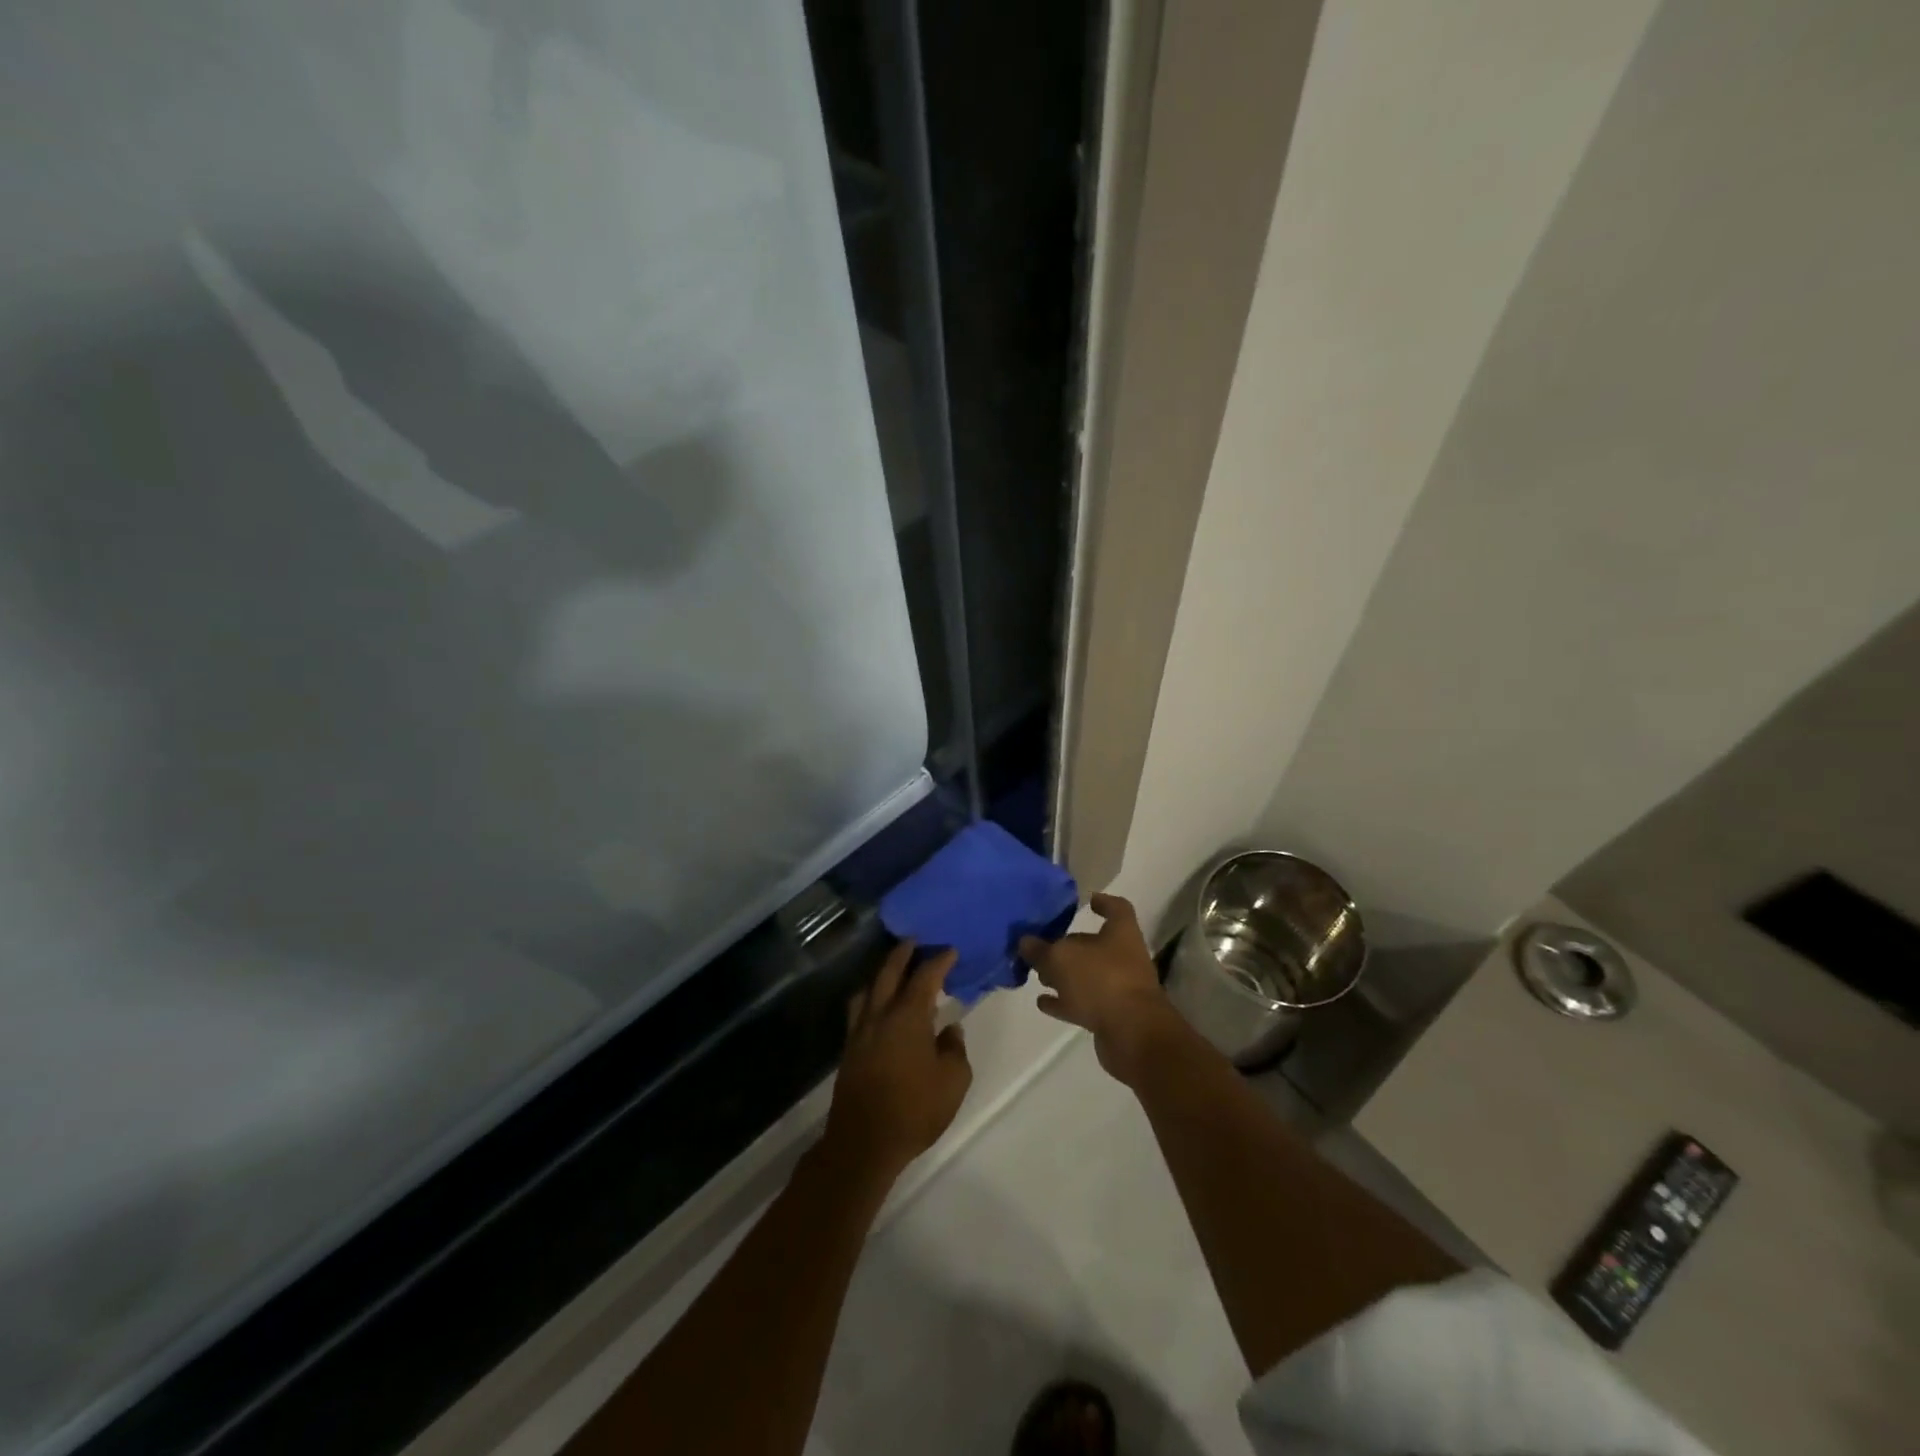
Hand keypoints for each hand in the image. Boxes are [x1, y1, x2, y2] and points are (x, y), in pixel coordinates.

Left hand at [824, 942, 972, 1178]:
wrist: (864, 1142)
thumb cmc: (915, 1109)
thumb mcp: (953, 1081)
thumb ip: (955, 1049)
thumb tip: (950, 1029)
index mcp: (908, 1016)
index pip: (925, 977)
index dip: (939, 961)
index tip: (950, 950)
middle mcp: (880, 1015)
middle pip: (889, 973)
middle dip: (903, 954)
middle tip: (914, 941)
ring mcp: (860, 1031)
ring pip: (868, 990)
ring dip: (882, 974)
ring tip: (893, 971)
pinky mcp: (849, 1049)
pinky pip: (858, 1010)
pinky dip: (870, 998)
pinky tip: (877, 1007)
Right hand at [1019, 893, 1181, 1084]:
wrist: (1132, 1035)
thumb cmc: (1101, 980)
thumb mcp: (1061, 958)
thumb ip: (1041, 949)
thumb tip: (1026, 942)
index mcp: (1120, 933)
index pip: (1117, 909)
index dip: (1103, 903)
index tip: (1087, 900)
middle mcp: (1123, 957)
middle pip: (1095, 945)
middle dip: (1070, 945)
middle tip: (1042, 945)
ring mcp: (1118, 989)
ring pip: (1087, 976)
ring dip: (1065, 976)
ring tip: (1038, 975)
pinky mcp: (1111, 1016)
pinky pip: (1083, 1004)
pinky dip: (1064, 1002)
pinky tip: (1042, 1002)